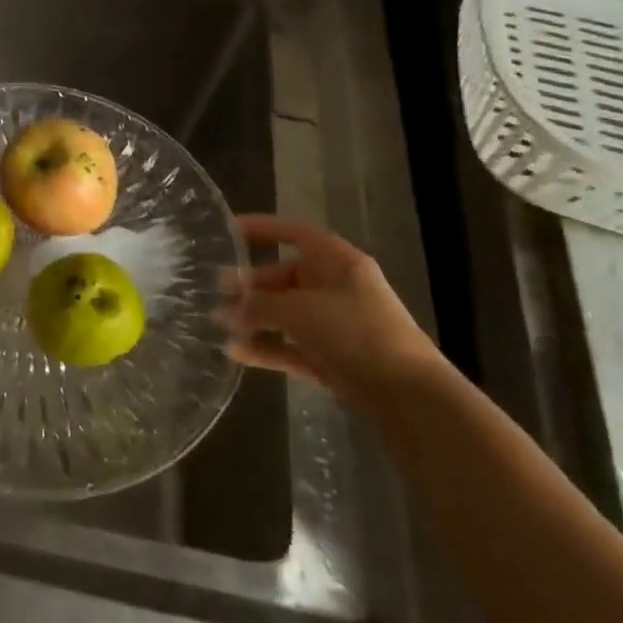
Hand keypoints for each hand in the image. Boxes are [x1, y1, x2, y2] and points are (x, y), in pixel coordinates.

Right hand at [222, 214, 443, 406]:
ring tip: (217, 323)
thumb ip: (258, 305)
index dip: (263, 229)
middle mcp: (336, 288)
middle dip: (250, 285)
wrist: (406, 394)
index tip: (229, 230)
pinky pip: (290, 346)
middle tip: (216, 290)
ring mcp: (334, 324)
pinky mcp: (331, 357)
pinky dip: (265, 347)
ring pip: (285, 314)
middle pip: (284, 277)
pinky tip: (235, 352)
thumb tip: (225, 312)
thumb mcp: (298, 310)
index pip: (295, 234)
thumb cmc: (354, 332)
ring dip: (253, 318)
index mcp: (337, 262)